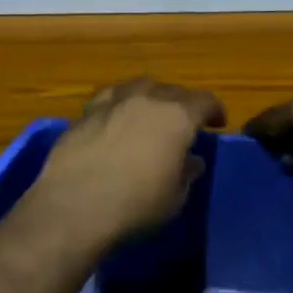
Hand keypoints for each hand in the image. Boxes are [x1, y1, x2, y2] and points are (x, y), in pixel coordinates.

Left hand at [32, 79, 225, 247]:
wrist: (74, 207)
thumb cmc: (135, 206)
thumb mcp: (174, 198)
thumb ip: (186, 174)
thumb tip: (191, 161)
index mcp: (177, 117)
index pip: (205, 101)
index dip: (215, 110)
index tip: (217, 123)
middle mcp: (148, 99)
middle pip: (173, 90)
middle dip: (184, 103)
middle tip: (185, 121)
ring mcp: (114, 101)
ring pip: (140, 86)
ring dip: (152, 96)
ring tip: (152, 112)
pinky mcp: (86, 112)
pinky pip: (111, 97)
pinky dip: (121, 102)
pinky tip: (117, 115)